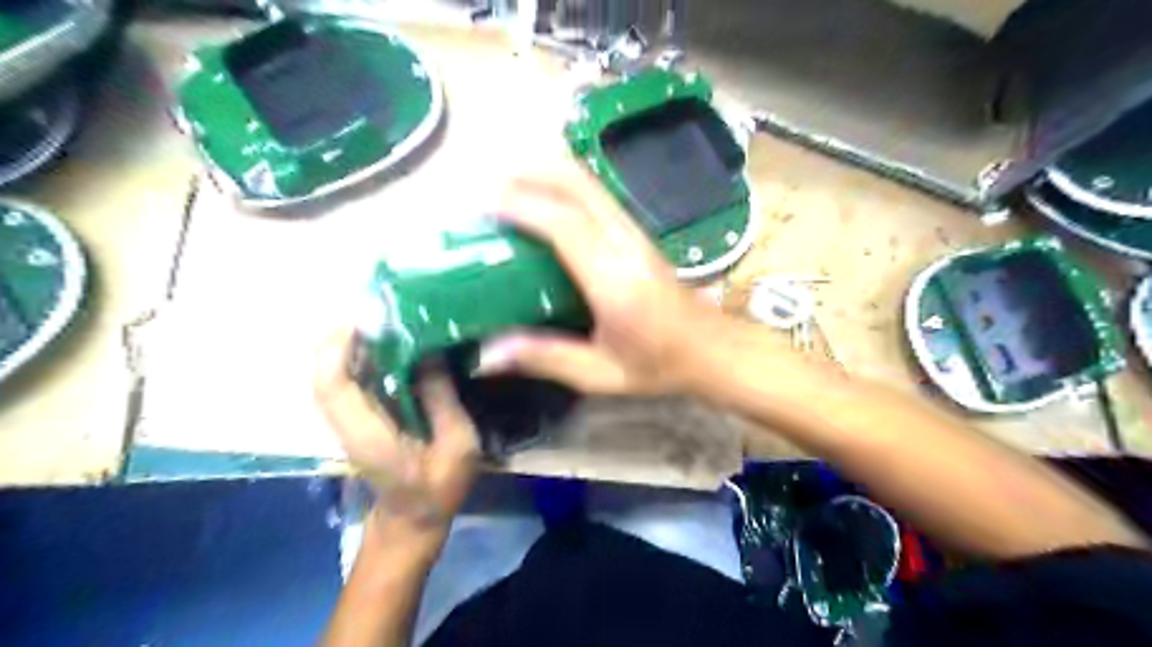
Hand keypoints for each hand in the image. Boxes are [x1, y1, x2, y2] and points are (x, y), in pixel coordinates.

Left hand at [313, 332, 478, 538]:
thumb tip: (431, 354)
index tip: (365, 318)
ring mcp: (349, 422)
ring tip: (385, 319)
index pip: (334, 387)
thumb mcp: (457, 446)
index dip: (340, 348)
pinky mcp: (358, 418)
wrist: (413, 519)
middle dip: (343, 337)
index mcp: (368, 436)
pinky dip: (360, 357)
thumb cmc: (439, 487)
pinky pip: (348, 381)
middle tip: (379, 310)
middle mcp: (348, 426)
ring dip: (351, 344)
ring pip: (333, 375)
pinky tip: (388, 344)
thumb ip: (442, 400)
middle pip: (325, 374)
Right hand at [477, 169, 717, 396]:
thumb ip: (544, 358)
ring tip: (509, 191)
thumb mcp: (600, 374)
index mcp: (615, 282)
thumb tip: (485, 355)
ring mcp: (636, 233)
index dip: (523, 206)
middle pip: (579, 184)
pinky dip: (564, 187)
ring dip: (547, 175)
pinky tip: (544, 203)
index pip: (565, 225)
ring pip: (590, 182)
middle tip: (490, 190)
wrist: (713, 349)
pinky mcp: (638, 232)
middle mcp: (626, 245)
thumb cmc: (659, 365)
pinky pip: (596, 195)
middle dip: (531, 174)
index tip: (485, 205)